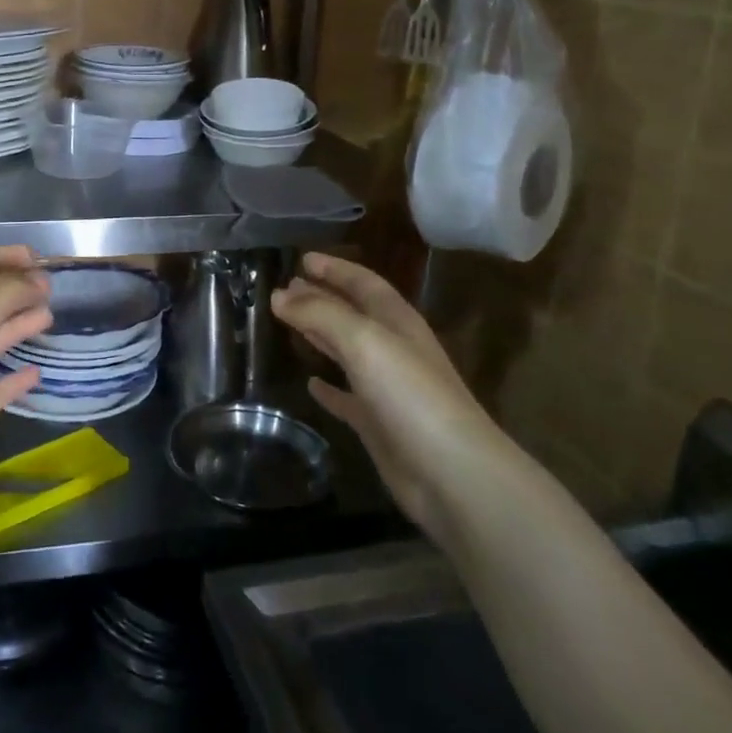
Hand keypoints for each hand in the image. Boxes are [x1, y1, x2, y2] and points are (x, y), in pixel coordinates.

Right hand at [273, 253, 495, 535]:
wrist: (452, 473)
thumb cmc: (410, 394)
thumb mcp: (363, 340)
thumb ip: (320, 314)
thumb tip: (279, 296)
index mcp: (396, 321)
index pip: (362, 282)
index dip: (334, 268)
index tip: (301, 258)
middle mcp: (393, 349)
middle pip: (353, 313)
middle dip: (321, 297)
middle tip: (285, 289)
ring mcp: (387, 388)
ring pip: (347, 351)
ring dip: (320, 335)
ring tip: (288, 324)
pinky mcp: (378, 425)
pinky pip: (346, 397)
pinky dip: (328, 388)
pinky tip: (309, 385)